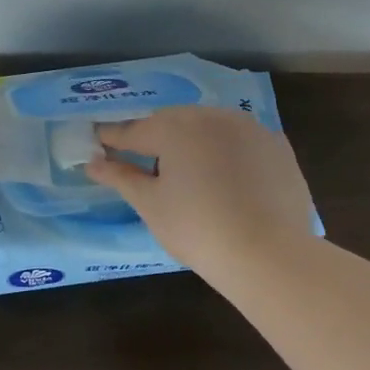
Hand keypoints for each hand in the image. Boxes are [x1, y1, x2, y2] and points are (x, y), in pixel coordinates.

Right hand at [83, 106, 312, 274]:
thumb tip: (93, 163)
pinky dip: (226, 150)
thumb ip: (121, 177)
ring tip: (187, 169)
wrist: (269, 253)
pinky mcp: (277, 146)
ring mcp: (249, 128)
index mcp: (174, 127)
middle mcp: (211, 116)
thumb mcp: (150, 204)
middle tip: (144, 160)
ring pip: (209, 126)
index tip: (98, 141)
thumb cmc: (196, 228)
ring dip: (192, 140)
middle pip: (172, 122)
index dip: (113, 138)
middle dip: (155, 136)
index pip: (133, 131)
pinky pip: (240, 140)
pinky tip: (226, 176)